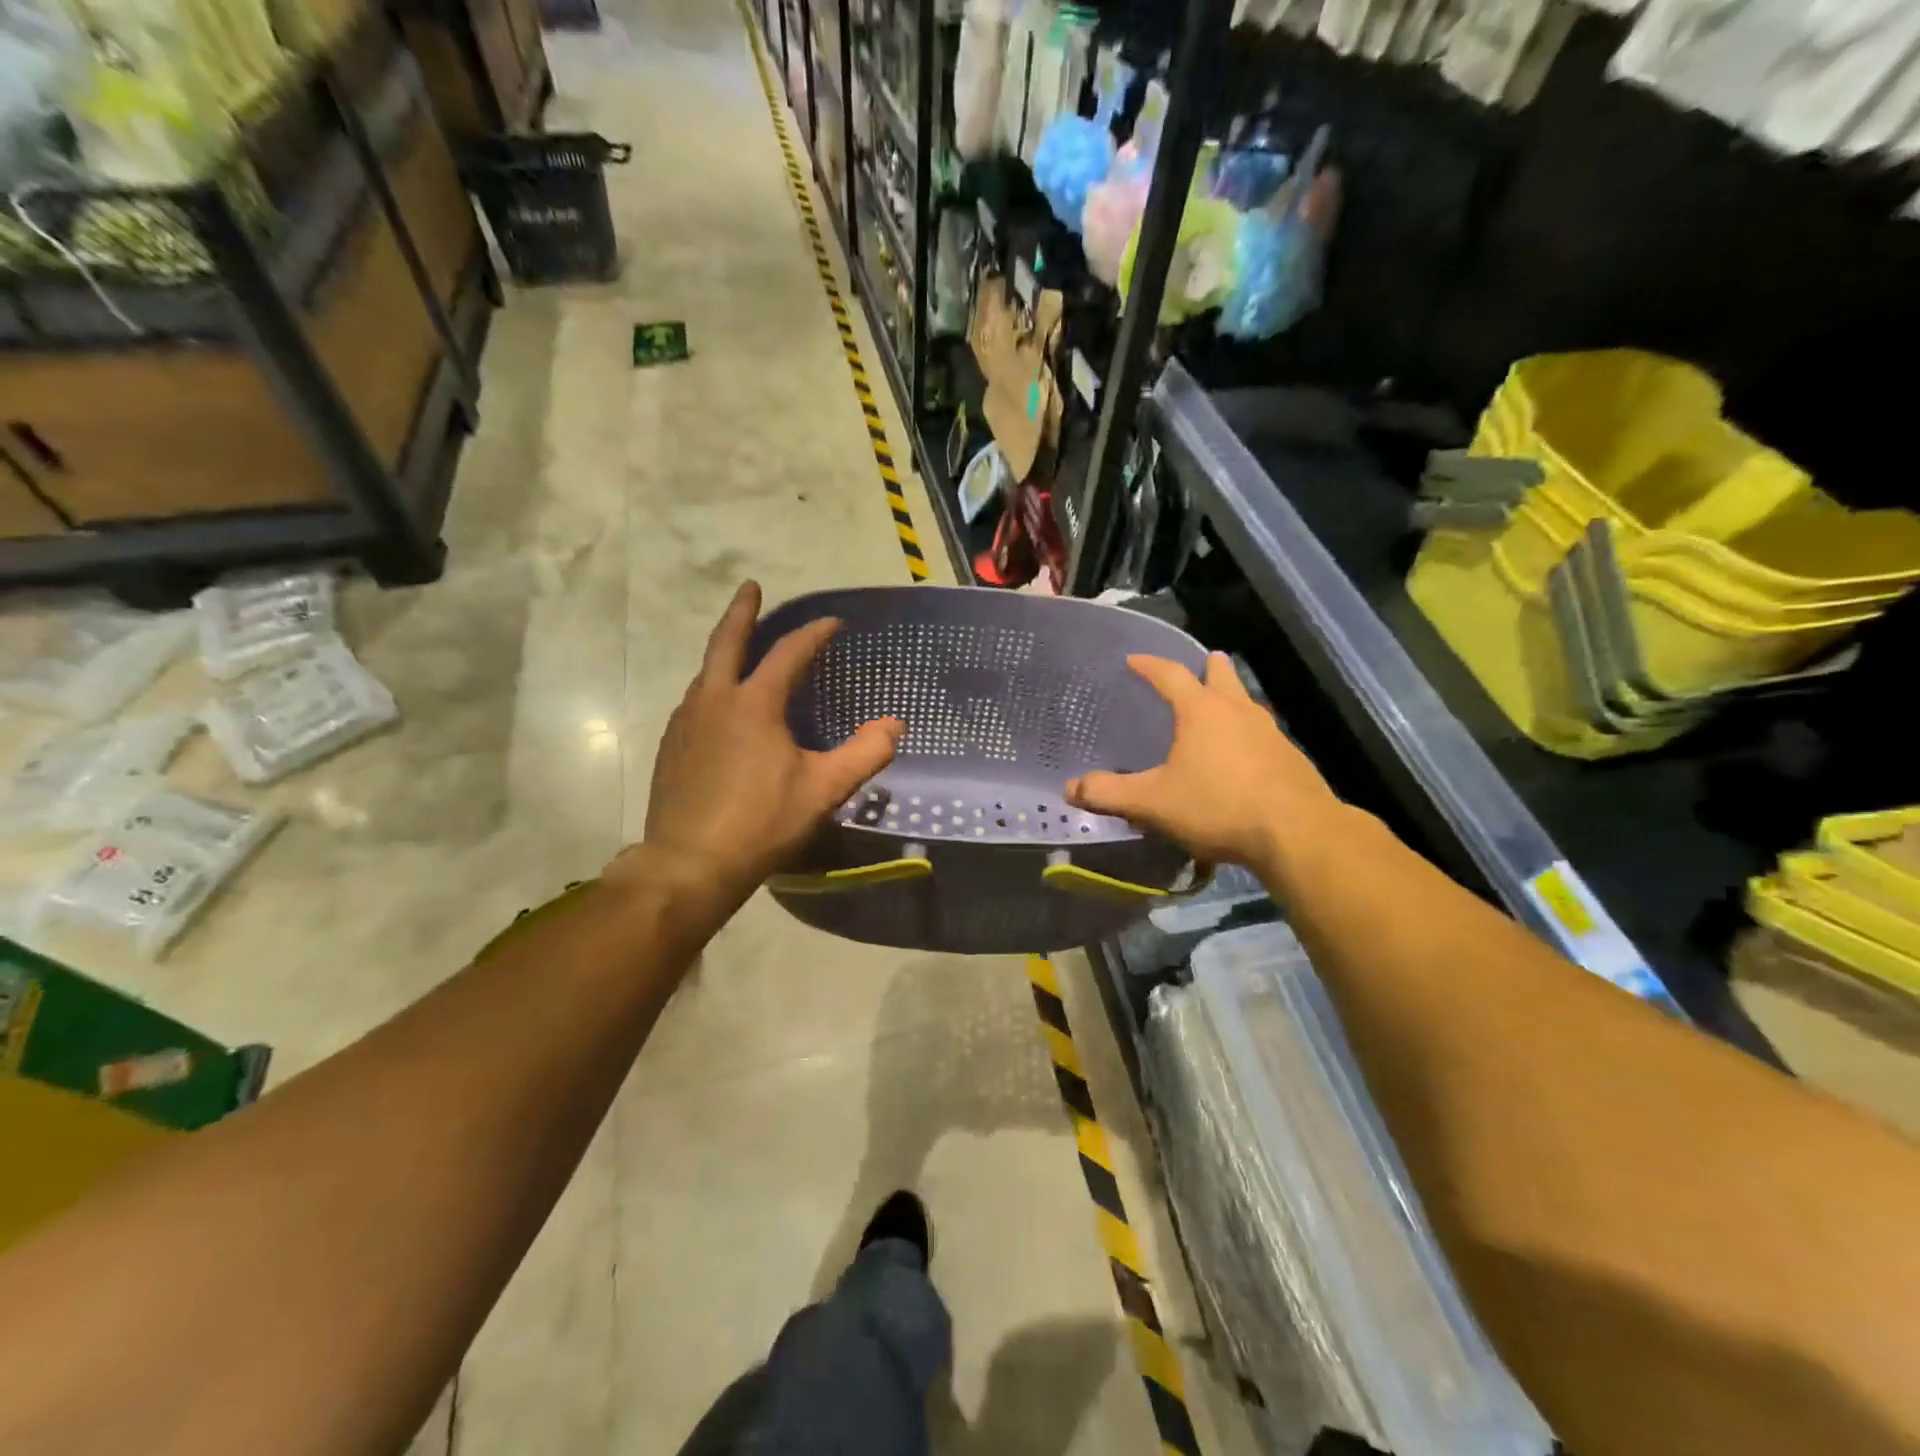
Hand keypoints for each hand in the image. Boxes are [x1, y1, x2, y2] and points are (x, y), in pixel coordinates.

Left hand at [627, 582, 902, 913]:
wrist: (690, 864)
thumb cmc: (762, 822)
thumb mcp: (824, 790)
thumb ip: (865, 753)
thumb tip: (894, 725)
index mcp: (754, 703)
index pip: (788, 653)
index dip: (813, 634)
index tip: (833, 623)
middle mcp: (714, 700)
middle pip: (727, 642)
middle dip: (742, 611)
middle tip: (751, 587)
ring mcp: (686, 722)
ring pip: (706, 673)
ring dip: (725, 653)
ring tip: (740, 651)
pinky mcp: (671, 746)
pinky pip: (694, 702)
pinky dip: (712, 688)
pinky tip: (719, 708)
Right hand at [1064, 652, 1343, 870]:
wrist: (1296, 833)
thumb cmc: (1218, 806)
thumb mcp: (1154, 803)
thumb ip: (1110, 794)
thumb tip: (1070, 788)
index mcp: (1201, 711)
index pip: (1170, 675)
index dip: (1149, 665)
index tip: (1133, 659)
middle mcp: (1238, 711)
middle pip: (1222, 676)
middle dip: (1207, 668)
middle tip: (1201, 662)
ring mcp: (1270, 733)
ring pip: (1247, 703)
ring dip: (1231, 698)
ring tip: (1220, 707)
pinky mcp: (1290, 758)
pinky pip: (1262, 733)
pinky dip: (1247, 733)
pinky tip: (1243, 755)